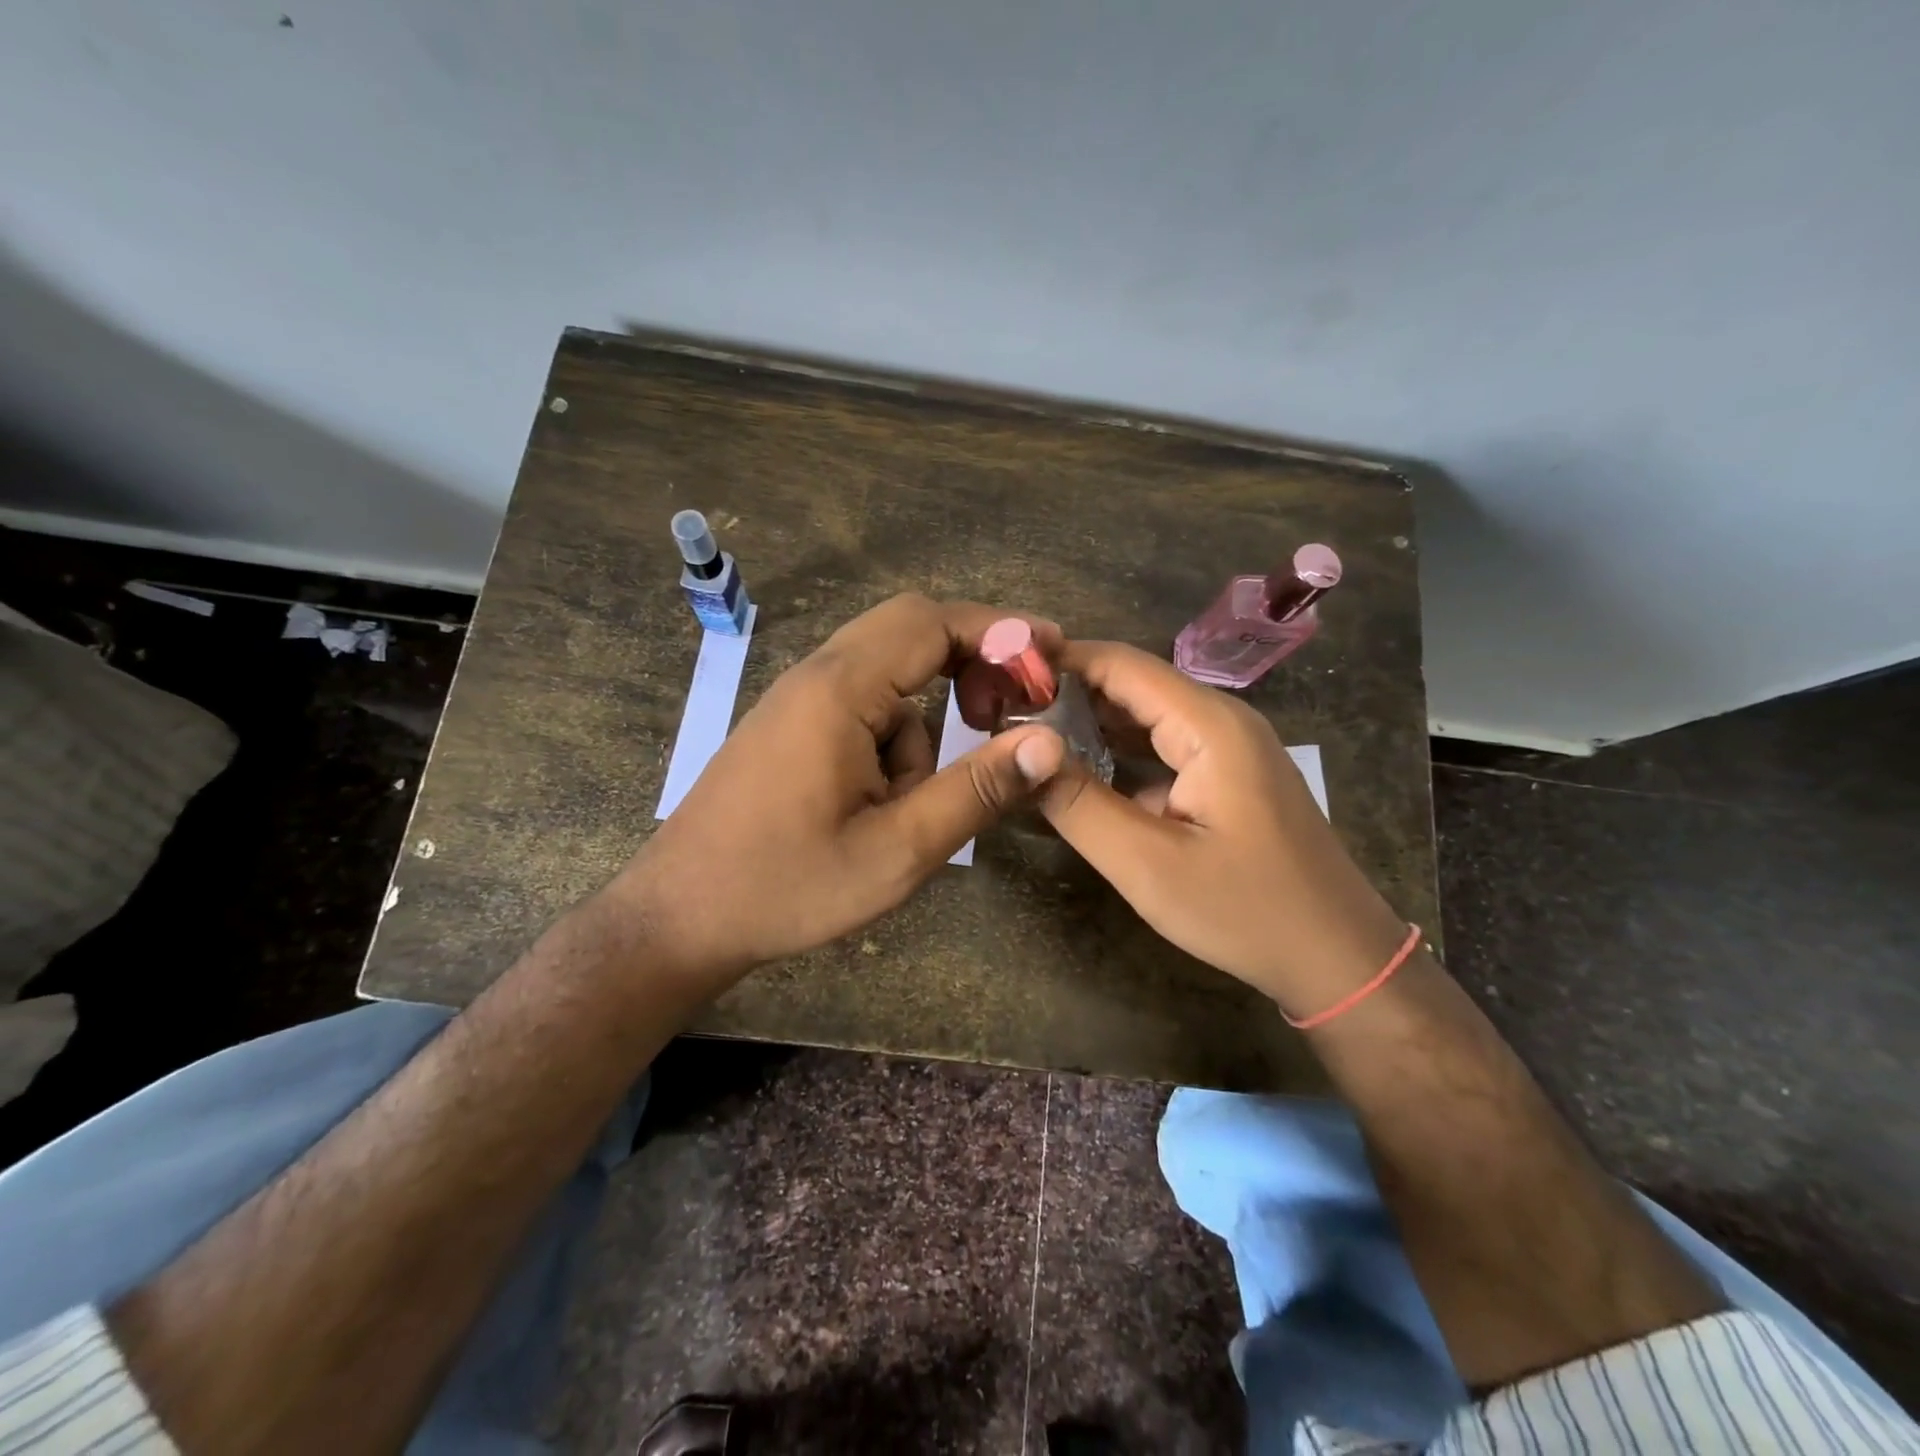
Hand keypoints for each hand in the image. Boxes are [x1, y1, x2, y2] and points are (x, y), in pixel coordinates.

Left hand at [612, 595, 1067, 983]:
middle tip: (1010, 713)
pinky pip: (862, 706)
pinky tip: (880, 803)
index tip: (1053, 658)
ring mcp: (797, 700)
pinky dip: (894, 738)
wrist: (680, 916)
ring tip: (920, 799)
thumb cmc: (787, 886)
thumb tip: (1047, 742)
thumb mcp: (897, 850)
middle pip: (909, 632)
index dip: (1001, 631)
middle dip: (971, 664)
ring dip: (925, 721)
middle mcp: (815, 676)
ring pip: (889, 677)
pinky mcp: (790, 727)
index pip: (932, 621)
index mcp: (838, 690)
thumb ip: (975, 791)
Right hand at [1037, 641, 1408, 1018]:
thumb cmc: (1244, 910)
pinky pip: (1164, 748)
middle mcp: (1221, 720)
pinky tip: (1080, 773)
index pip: (1121, 665)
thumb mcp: (1147, 863)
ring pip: (1147, 717)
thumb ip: (1078, 804)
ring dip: (1091, 724)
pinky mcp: (1228, 777)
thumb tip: (1023, 751)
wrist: (1337, 957)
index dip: (1059, 663)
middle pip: (1133, 686)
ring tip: (1027, 738)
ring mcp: (1229, 748)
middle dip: (1068, 694)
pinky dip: (1119, 754)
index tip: (1001, 678)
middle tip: (1003, 713)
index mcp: (1208, 725)